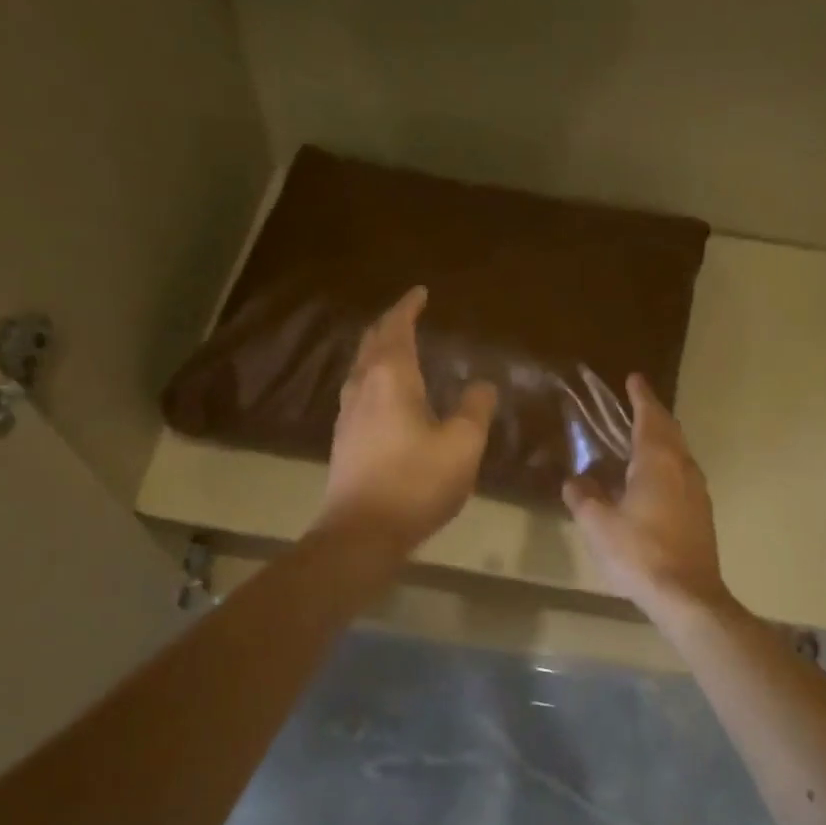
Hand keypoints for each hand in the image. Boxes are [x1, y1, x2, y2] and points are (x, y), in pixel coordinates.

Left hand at [317, 287, 497, 551]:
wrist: (360, 532)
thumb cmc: (416, 483)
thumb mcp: (462, 445)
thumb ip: (476, 409)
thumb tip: (481, 384)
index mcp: (391, 378)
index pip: (397, 328)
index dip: (408, 307)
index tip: (421, 292)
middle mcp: (363, 386)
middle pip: (371, 342)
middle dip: (389, 323)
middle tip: (409, 314)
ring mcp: (347, 413)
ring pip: (361, 366)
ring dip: (378, 349)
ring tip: (398, 347)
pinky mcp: (344, 438)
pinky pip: (358, 389)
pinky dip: (374, 375)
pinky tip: (386, 393)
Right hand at [564, 374, 732, 619]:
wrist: (687, 595)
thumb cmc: (639, 553)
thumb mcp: (598, 524)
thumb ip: (583, 497)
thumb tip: (575, 480)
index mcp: (657, 462)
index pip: (649, 418)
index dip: (641, 397)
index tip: (634, 378)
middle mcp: (682, 468)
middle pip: (670, 430)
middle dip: (653, 413)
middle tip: (637, 402)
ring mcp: (697, 491)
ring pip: (679, 452)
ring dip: (662, 438)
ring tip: (642, 437)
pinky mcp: (701, 512)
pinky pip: (682, 473)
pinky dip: (667, 462)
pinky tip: (654, 479)